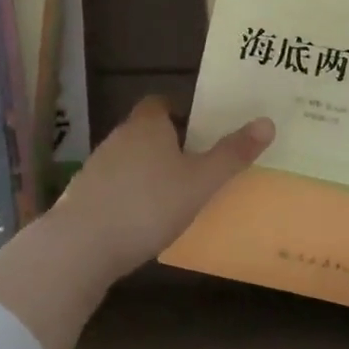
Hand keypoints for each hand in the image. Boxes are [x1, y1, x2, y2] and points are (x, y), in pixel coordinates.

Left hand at [48, 97, 274, 277]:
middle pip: (146, 130)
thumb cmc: (148, 204)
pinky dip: (130, 195)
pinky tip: (143, 219)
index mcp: (147, 124)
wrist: (81, 245)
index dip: (180, 111)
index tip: (200, 129)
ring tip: (174, 195)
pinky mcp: (83, 196)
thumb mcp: (200, 182)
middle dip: (168, 143)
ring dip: (148, 171)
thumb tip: (267, 122)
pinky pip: (114, 186)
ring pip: (129, 159)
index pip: (161, 102)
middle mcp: (119, 137)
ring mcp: (96, 166)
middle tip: (196, 164)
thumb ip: (232, 154)